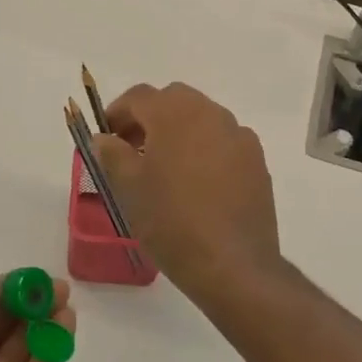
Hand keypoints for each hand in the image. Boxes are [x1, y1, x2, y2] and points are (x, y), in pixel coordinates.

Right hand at [94, 83, 283, 313]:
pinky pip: (223, 141)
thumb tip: (104, 138)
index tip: (107, 136)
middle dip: (150, 117)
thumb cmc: (171, 221)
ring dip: (179, 130)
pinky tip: (197, 182)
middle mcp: (210, 113)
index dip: (117, 112)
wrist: (232, 265)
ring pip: (201, 117)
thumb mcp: (129, 188)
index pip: (138, 96)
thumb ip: (112, 154)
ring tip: (165, 167)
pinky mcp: (256, 160)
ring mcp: (238, 135)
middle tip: (133, 148)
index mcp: (174, 113)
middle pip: (173, 100)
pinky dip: (205, 148)